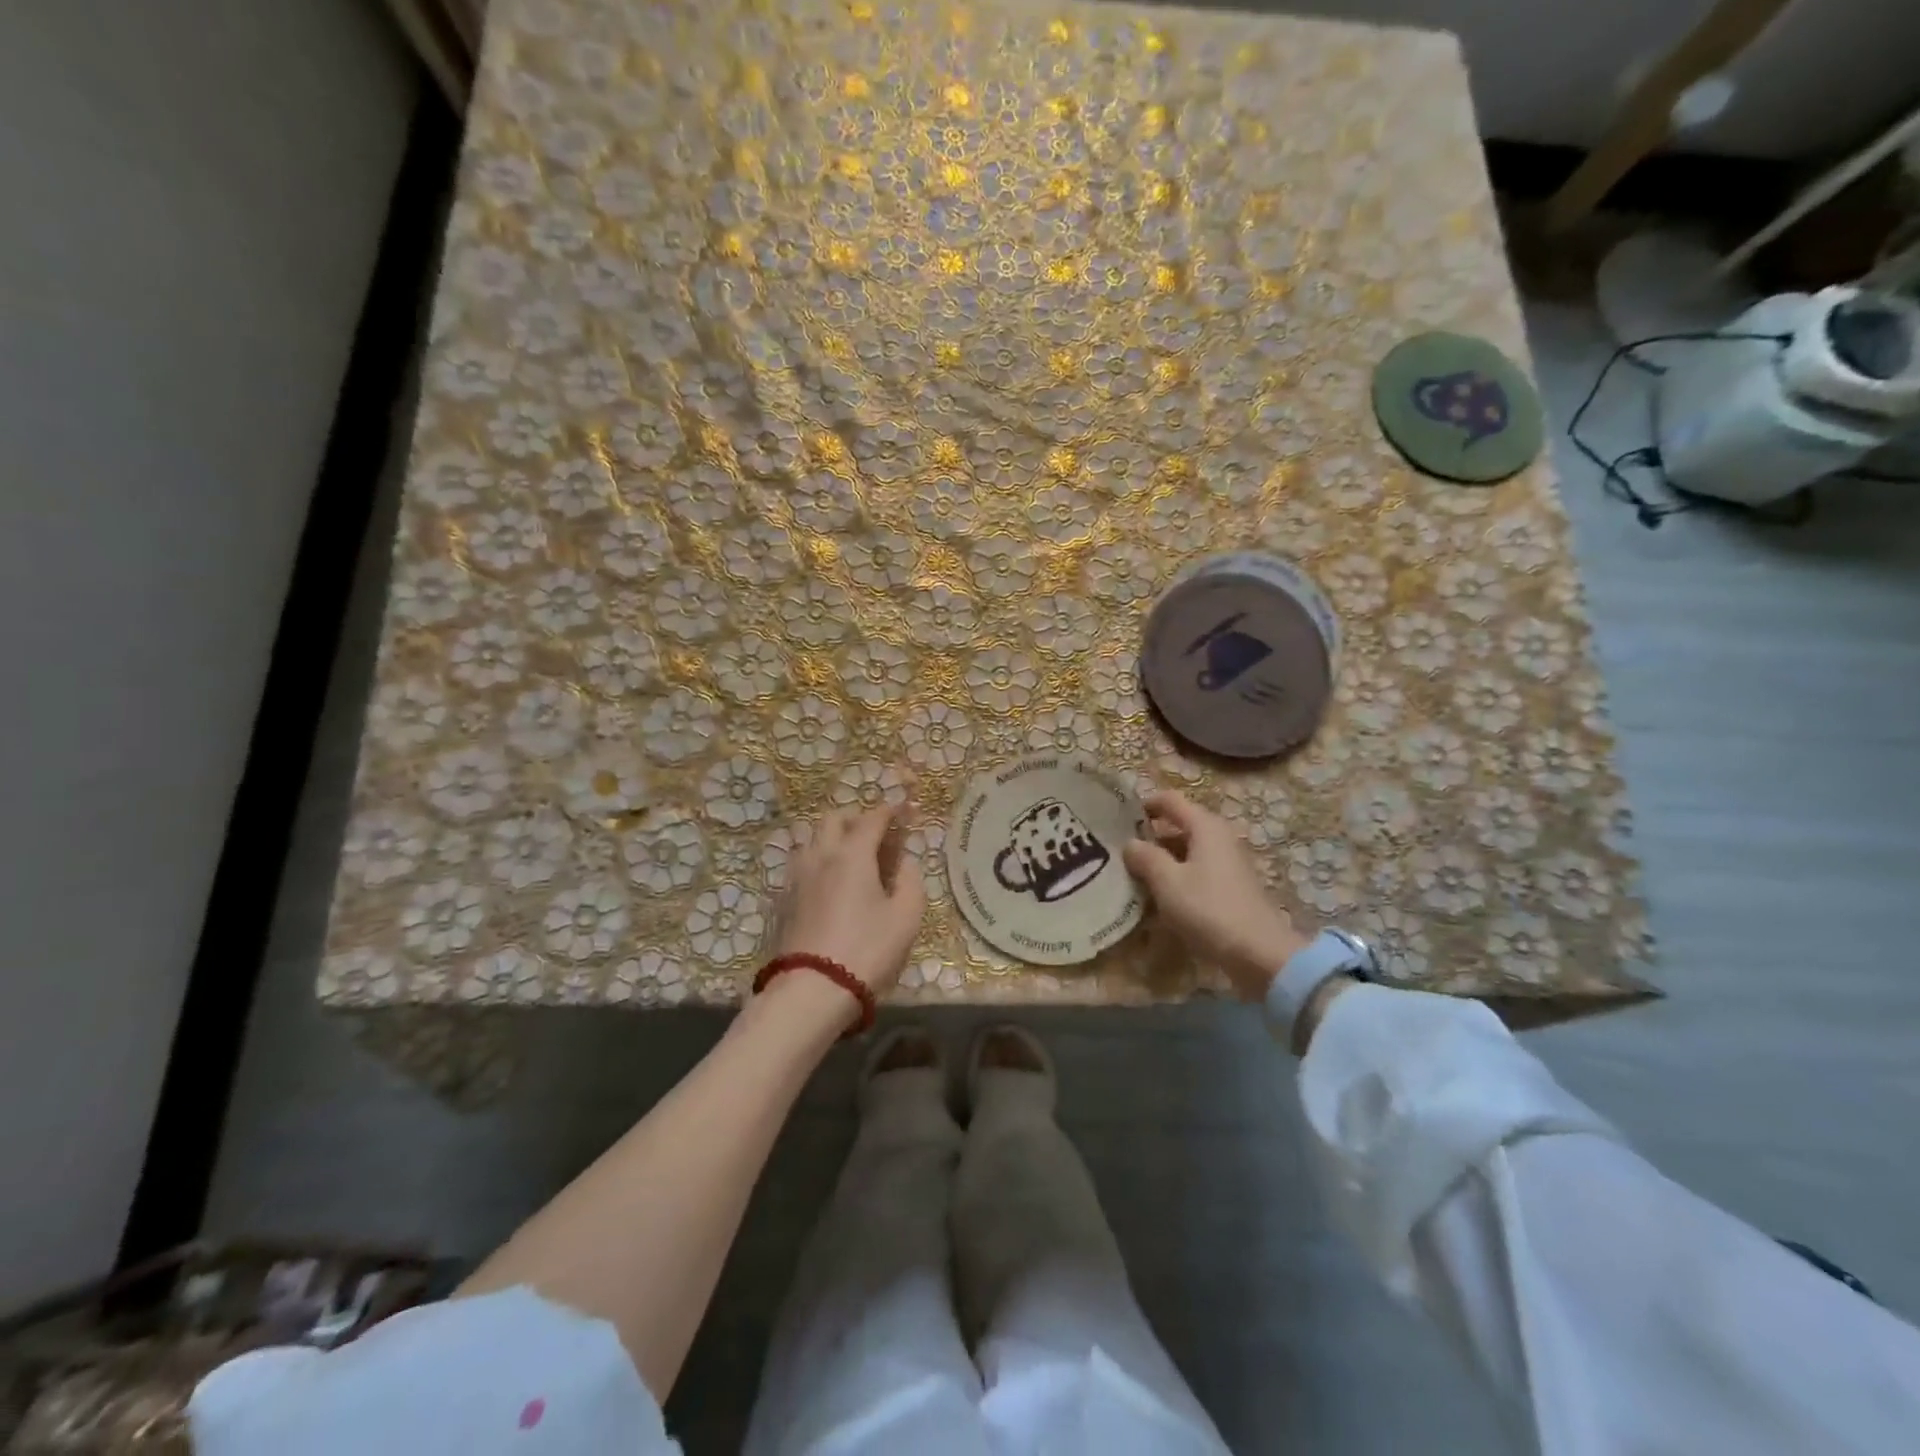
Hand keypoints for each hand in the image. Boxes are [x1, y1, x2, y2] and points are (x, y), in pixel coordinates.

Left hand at [773, 804, 925, 996]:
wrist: (812, 990)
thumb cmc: (867, 950)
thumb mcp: (907, 916)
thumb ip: (911, 880)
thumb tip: (905, 862)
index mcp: (852, 853)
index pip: (872, 818)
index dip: (890, 811)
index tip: (903, 811)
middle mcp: (820, 855)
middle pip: (834, 819)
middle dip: (857, 818)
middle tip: (876, 835)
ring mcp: (797, 876)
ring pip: (812, 839)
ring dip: (834, 838)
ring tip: (853, 858)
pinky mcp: (784, 899)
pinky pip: (802, 863)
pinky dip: (820, 860)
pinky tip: (831, 882)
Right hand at [1122, 790, 1308, 1000]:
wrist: (1259, 954)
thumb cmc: (1209, 909)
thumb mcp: (1168, 882)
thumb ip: (1145, 857)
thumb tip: (1130, 843)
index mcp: (1205, 827)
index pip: (1170, 800)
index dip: (1144, 804)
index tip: (1118, 818)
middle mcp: (1219, 837)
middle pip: (1179, 825)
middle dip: (1150, 835)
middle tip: (1120, 850)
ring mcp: (1228, 863)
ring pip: (1187, 851)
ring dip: (1162, 859)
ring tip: (1133, 876)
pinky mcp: (1231, 887)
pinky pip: (1196, 871)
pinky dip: (1177, 877)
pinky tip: (1159, 898)